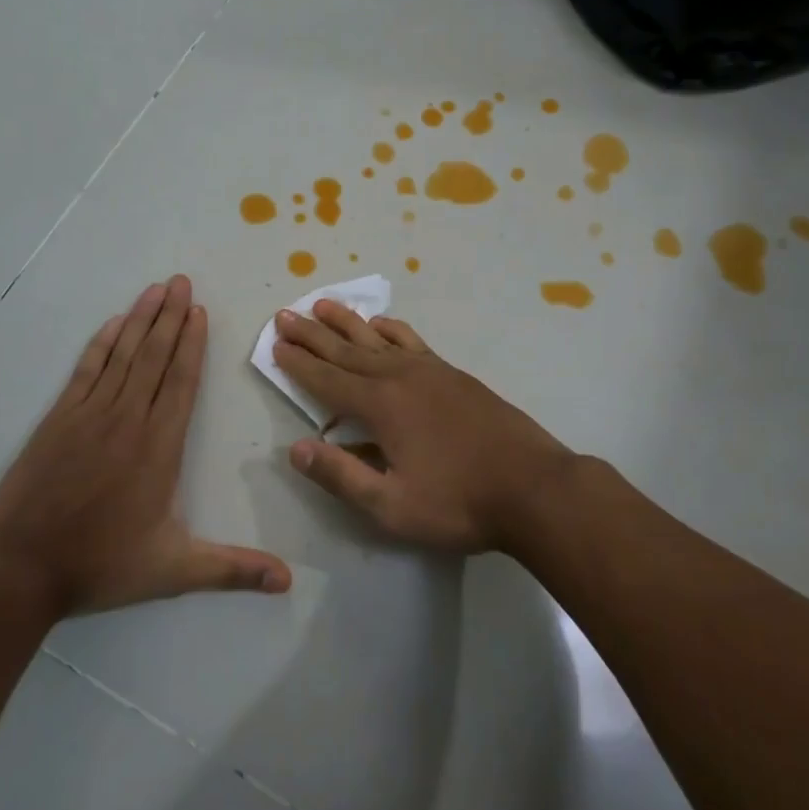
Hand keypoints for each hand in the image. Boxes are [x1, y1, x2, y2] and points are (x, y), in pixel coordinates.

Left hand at [0, 276, 290, 614]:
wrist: (23, 566)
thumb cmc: (102, 564)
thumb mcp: (174, 570)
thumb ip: (232, 569)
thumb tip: (288, 581)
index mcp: (159, 446)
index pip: (182, 382)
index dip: (193, 344)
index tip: (200, 311)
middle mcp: (129, 418)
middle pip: (155, 357)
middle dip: (171, 317)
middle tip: (182, 282)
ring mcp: (90, 414)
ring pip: (123, 355)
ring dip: (141, 320)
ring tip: (156, 289)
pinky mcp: (60, 418)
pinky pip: (86, 369)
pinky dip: (101, 344)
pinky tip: (113, 324)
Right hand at [271, 302, 576, 554]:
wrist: (533, 487)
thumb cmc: (459, 503)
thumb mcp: (392, 505)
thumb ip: (342, 475)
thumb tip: (296, 449)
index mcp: (380, 406)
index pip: (326, 381)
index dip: (298, 364)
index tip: (275, 345)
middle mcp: (399, 377)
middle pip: (345, 351)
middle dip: (312, 335)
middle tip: (284, 315)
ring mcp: (429, 371)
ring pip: (376, 338)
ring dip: (346, 322)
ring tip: (322, 304)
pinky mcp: (452, 374)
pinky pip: (412, 341)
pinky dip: (391, 329)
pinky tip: (382, 324)